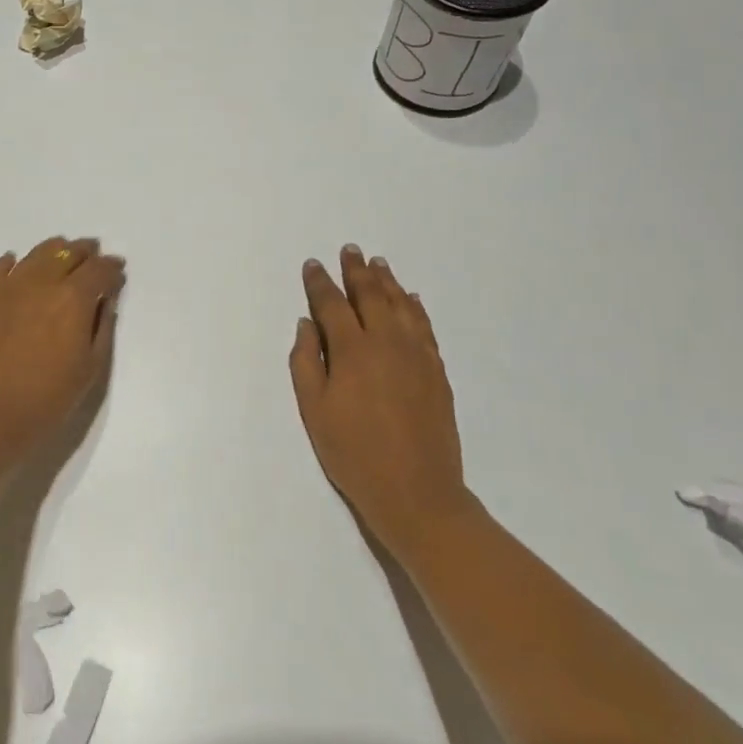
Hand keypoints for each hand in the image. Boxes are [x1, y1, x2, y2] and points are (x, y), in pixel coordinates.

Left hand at [0, 237, 124, 457]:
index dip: (112, 268)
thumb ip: (102, 327)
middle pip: (68, 254)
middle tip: (94, 256)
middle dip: (86, 253)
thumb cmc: (49, 398)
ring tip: (62, 253)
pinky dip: (11, 262)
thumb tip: (105, 300)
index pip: (99, 270)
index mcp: (73, 298)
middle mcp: (42, 282)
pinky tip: (15, 262)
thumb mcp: (91, 367)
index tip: (118, 272)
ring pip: (37, 254)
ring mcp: (9, 287)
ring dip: (55, 250)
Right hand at [290, 245, 474, 539]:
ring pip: (401, 306)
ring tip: (378, 264)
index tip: (312, 265)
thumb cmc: (354, 453)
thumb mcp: (314, 411)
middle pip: (370, 296)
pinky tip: (411, 299)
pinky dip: (415, 308)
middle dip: (357, 271)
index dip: (320, 283)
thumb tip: (307, 324)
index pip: (332, 305)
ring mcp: (416, 356)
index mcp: (352, 351)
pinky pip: (425, 327)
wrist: (417, 493)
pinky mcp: (437, 372)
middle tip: (350, 250)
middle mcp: (386, 343)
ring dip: (387, 282)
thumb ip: (306, 362)